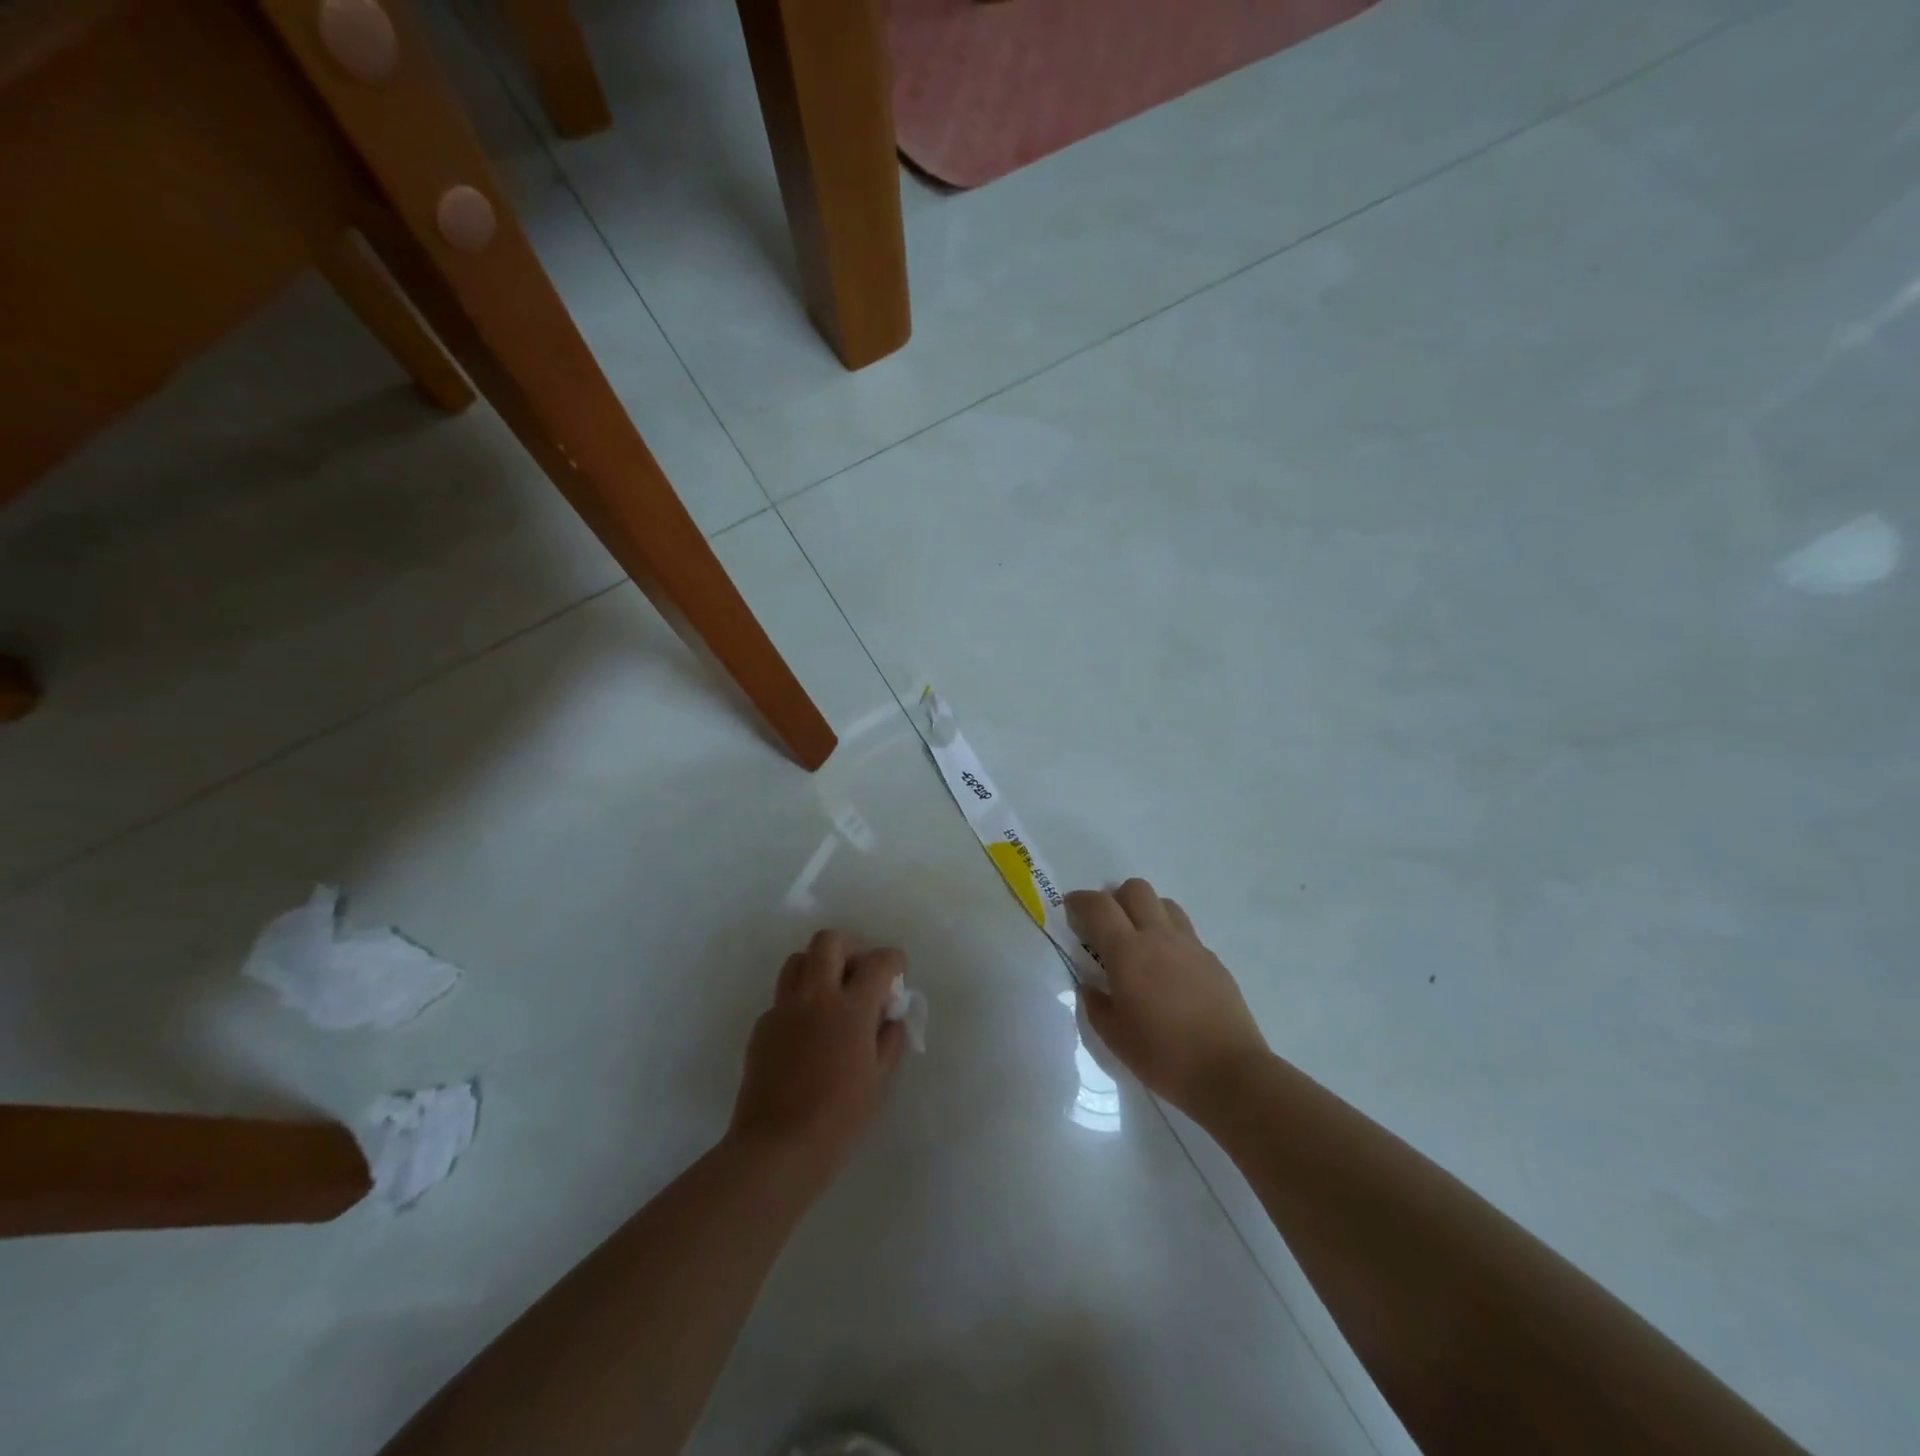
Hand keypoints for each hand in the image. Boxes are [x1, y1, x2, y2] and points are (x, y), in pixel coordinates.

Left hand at [726, 930, 905, 1188]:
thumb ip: (887, 1041)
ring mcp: (784, 1009)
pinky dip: (800, 1001)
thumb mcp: (877, 1080)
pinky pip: (783, 998)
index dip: (892, 960)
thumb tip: (887, 1019)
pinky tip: (808, 1033)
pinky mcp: (762, 1027)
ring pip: (798, 960)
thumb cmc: (839, 1119)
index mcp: (851, 1008)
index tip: (896, 970)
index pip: (877, 962)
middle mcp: (815, 997)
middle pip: (829, 941)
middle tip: (860, 971)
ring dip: (819, 966)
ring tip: (832, 994)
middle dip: (850, 946)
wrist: (777, 1148)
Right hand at [1067, 879, 1269, 1115]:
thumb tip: (1091, 986)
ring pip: (1164, 903)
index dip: (1079, 901)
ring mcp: (1190, 945)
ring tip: (1139, 943)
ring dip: (1145, 912)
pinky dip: (1169, 938)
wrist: (1229, 1073)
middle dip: (1115, 898)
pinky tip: (1168, 971)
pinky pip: (1185, 932)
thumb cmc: (1163, 1056)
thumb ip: (1096, 1004)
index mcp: (1128, 952)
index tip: (1070, 910)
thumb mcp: (1114, 1037)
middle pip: (1135, 889)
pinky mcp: (1213, 960)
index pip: (1098, 906)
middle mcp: (1159, 937)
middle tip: (1106, 927)